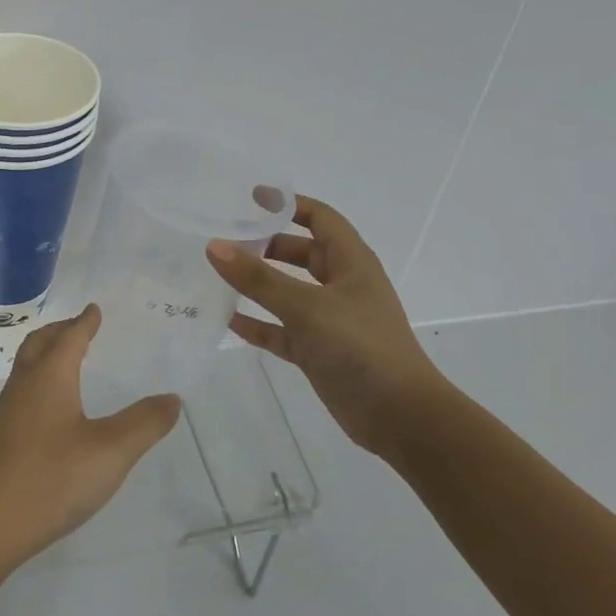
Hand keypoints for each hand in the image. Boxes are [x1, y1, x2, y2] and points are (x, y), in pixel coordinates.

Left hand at [0, 305, 181, 569]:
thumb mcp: (111, 451)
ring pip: (27, 366)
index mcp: (50, 377)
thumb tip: (173, 398)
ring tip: (66, 359)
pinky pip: (23, 389)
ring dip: (46, 353)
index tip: (94, 309)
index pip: (69, 338)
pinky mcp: (2, 436)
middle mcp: (25, 384)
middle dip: (60, 331)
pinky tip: (50, 406)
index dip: (84, 322)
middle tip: (79, 326)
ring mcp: (9, 410)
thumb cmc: (53, 477)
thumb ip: (144, 423)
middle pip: (40, 344)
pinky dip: (39, 378)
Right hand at [206, 196, 455, 456]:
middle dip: (265, 244)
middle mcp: (341, 285)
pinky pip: (281, 329)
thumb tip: (215, 246)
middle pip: (300, 253)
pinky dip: (258, 323)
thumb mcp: (306, 307)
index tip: (250, 197)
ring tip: (216, 274)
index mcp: (351, 263)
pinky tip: (226, 319)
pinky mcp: (318, 351)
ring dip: (257, 283)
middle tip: (224, 238)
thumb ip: (258, 278)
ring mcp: (330, 320)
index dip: (288, 204)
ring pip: (287, 291)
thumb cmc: (361, 347)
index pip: (320, 218)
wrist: (401, 417)